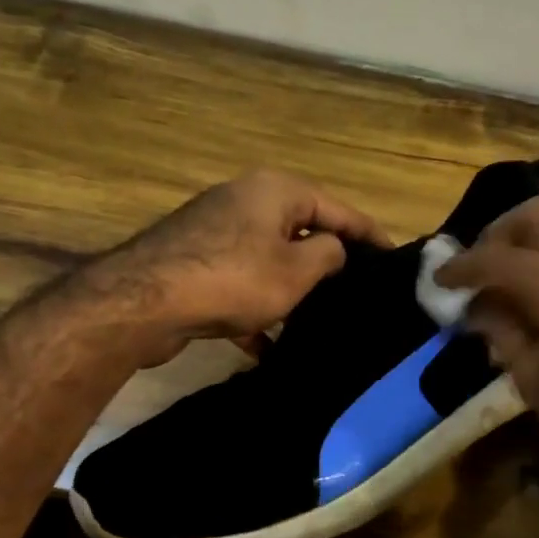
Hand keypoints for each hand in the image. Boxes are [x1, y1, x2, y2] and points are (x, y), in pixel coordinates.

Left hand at [83, 169, 388, 361]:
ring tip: (317, 322)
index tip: (394, 257)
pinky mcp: (194, 263)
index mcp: (276, 190)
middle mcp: (245, 201)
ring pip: (269, 261)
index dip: (369, 234)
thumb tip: (333, 250)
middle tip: (356, 292)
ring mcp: (215, 232)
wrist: (144, 302)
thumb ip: (329, 254)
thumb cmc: (233, 278)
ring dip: (290, 292)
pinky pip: (239, 285)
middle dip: (327, 265)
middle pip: (300, 232)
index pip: (338, 210)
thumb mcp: (296, 269)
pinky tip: (265, 347)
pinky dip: (254, 312)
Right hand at [435, 199, 538, 485]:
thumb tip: (479, 307)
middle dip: (497, 237)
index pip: (494, 258)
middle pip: (533, 218)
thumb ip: (502, 331)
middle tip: (478, 270)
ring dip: (532, 245)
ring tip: (512, 283)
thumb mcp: (535, 380)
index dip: (460, 268)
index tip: (440, 280)